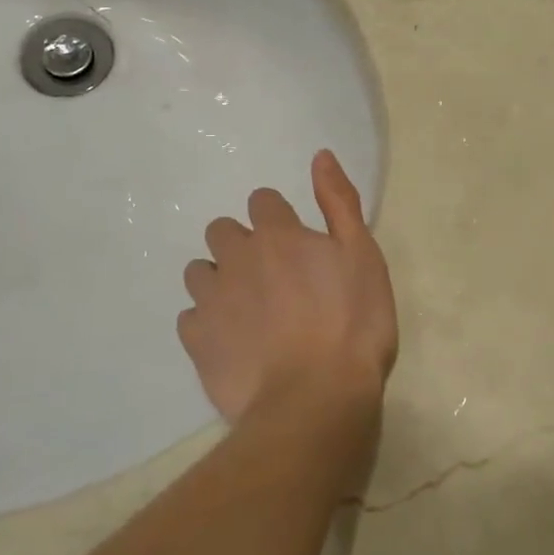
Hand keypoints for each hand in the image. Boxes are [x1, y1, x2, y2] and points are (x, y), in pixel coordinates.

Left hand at [179, 150, 397, 425]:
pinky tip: (232, 342)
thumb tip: (320, 155)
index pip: (262, 200)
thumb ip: (339, 202)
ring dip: (219, 281)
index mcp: (277, 234)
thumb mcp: (363, 255)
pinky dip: (207, 323)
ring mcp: (212, 299)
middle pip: (222, 231)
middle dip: (241, 245)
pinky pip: (191, 318)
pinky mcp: (197, 340)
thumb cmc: (353, 323)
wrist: (316, 399)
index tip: (296, 244)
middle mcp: (236, 257)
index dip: (278, 218)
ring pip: (200, 272)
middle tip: (272, 277)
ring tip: (248, 310)